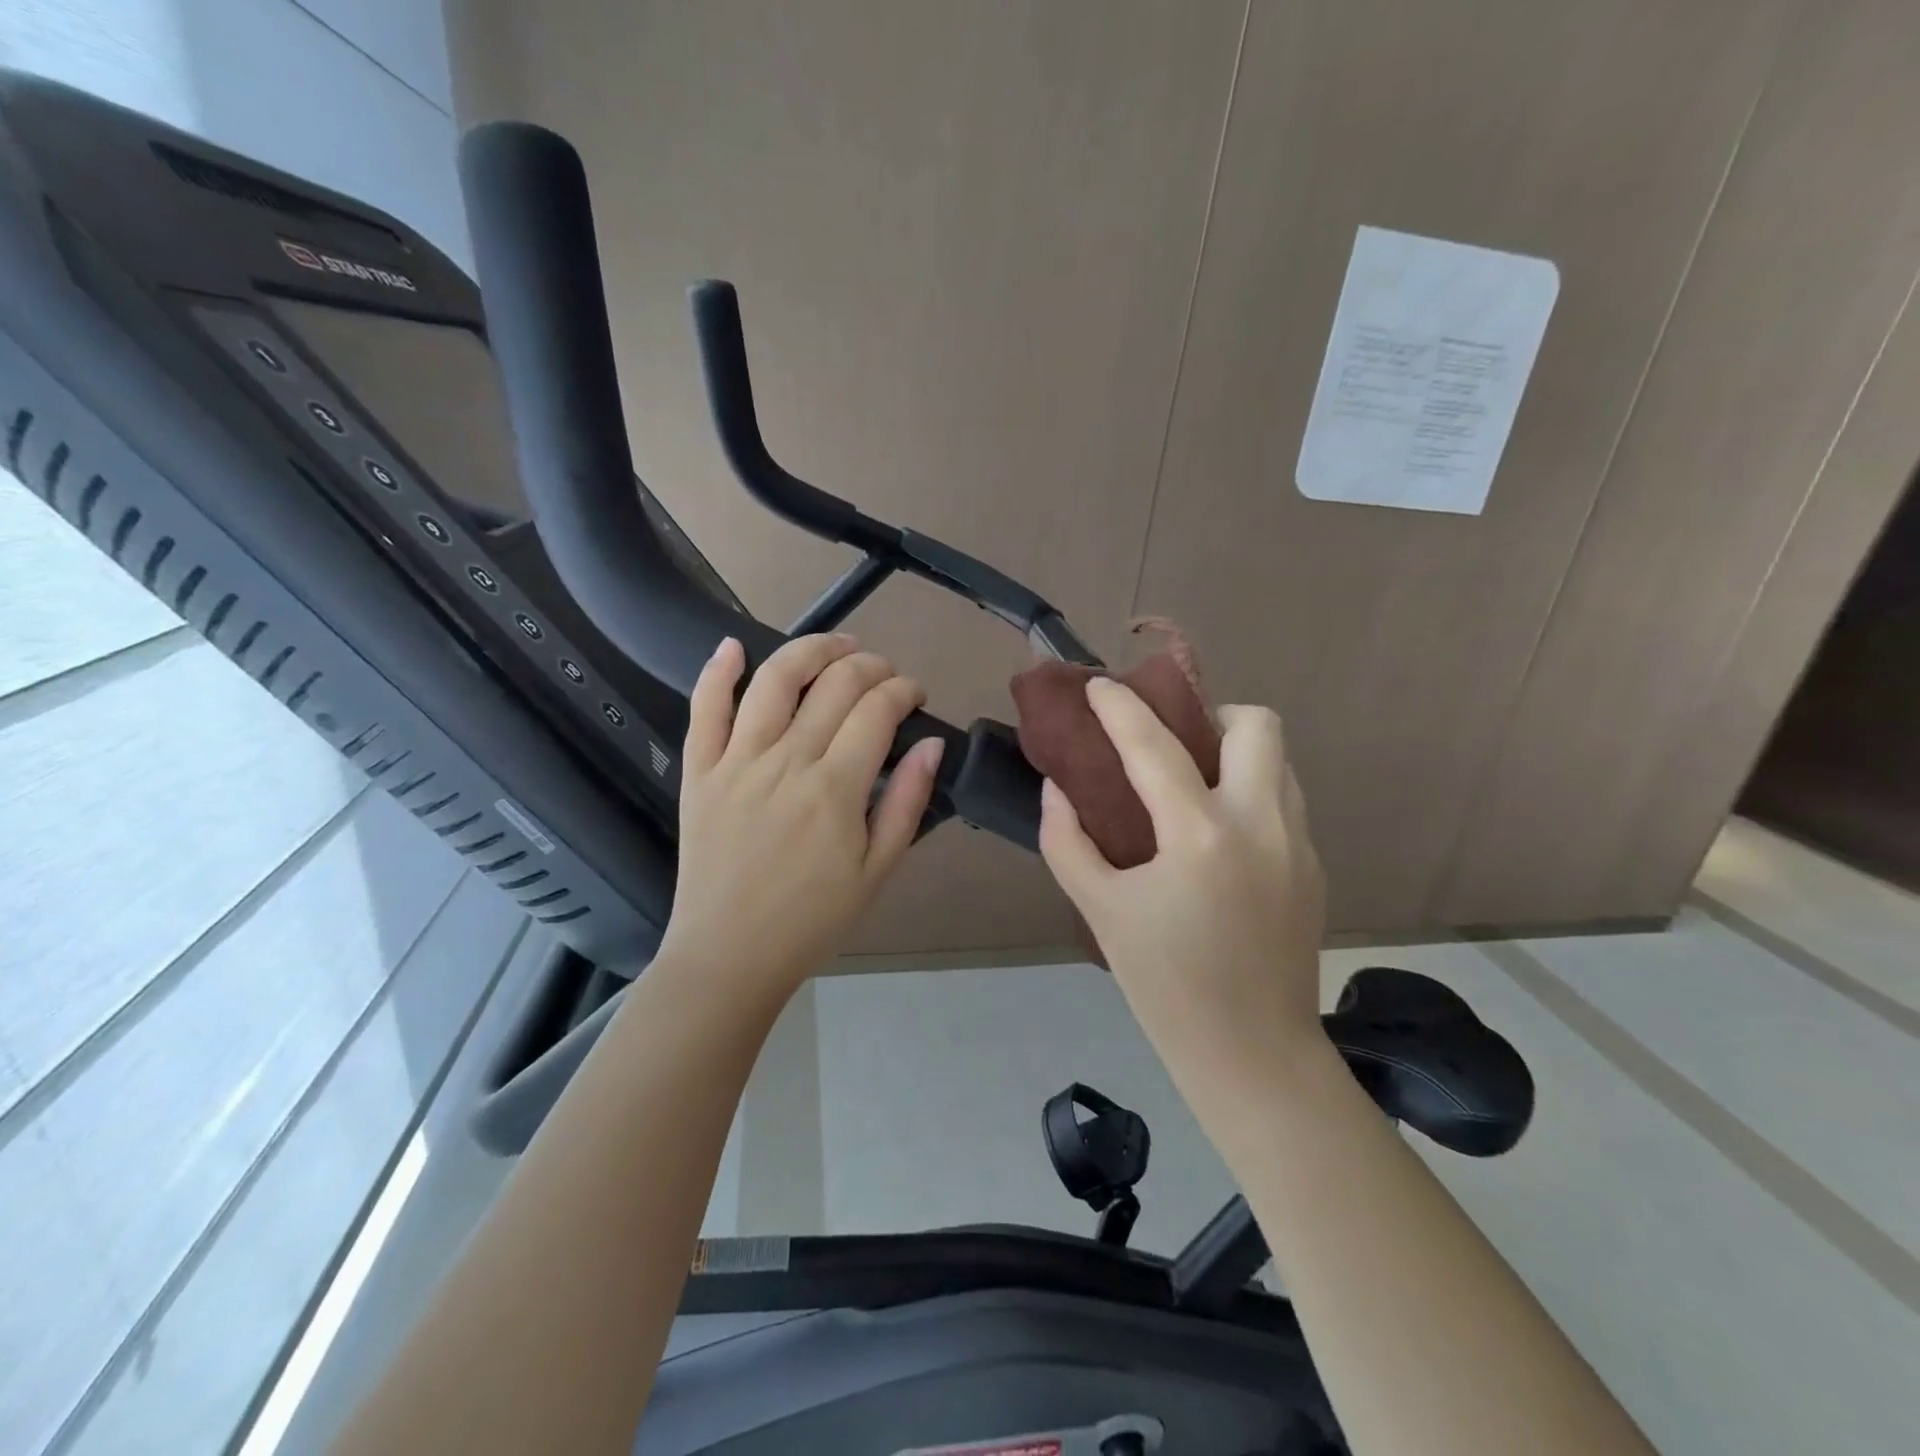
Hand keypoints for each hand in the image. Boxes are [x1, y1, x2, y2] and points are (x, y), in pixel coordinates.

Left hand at [659, 633, 944, 1000]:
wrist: (730, 955)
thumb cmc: (812, 920)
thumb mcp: (878, 871)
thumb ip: (907, 803)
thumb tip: (931, 744)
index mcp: (835, 789)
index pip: (878, 711)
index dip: (903, 690)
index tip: (915, 695)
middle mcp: (787, 761)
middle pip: (835, 684)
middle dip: (870, 666)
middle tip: (885, 674)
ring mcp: (737, 761)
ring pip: (775, 680)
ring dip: (811, 650)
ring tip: (837, 645)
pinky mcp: (699, 771)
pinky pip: (704, 709)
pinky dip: (718, 671)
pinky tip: (734, 645)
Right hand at [1039, 678, 1327, 1089]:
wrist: (1252, 1053)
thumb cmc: (1164, 984)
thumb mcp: (1100, 910)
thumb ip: (1067, 840)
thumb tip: (1057, 788)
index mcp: (1201, 835)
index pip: (1155, 745)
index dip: (1119, 707)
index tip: (1098, 685)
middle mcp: (1262, 824)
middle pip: (1256, 724)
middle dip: (1211, 713)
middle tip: (1173, 741)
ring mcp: (1298, 843)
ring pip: (1279, 760)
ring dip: (1236, 753)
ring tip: (1195, 784)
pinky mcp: (1314, 867)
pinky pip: (1284, 801)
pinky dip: (1250, 793)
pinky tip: (1219, 835)